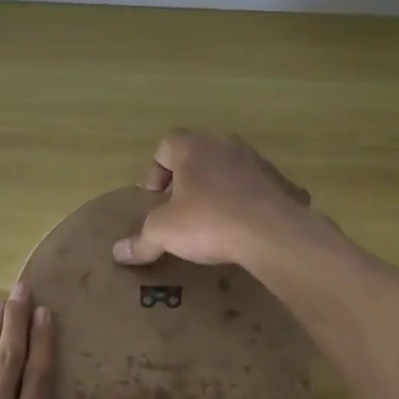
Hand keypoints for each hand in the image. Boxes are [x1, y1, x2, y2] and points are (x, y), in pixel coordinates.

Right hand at [111, 131, 311, 267]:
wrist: (272, 233)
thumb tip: (118, 253)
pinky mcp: (281, 184)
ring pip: (229, 170)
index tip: (155, 197)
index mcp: (194, 148)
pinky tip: (241, 229)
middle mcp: (227, 146)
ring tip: (211, 220)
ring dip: (217, 189)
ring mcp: (258, 163)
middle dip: (187, 180)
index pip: (167, 144)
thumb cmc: (208, 221)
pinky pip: (256, 190)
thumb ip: (140, 241)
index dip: (155, 170)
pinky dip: (245, 204)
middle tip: (179, 208)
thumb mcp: (164, 233)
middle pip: (199, 155)